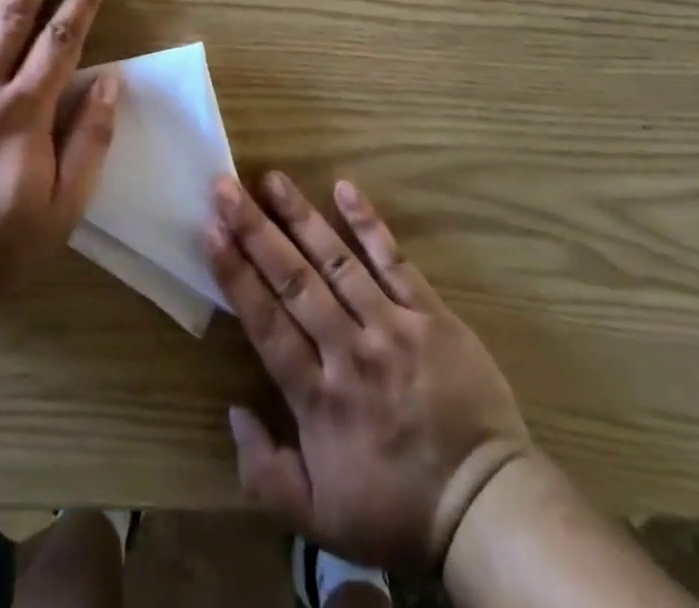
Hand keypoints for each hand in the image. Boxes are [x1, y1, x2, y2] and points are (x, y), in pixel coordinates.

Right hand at [206, 173, 530, 572]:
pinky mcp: (431, 315)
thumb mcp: (319, 520)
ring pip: (337, 261)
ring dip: (301, 216)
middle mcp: (349, 351)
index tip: (211, 229)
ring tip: (271, 178)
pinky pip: (395, 262)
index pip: (266, 321)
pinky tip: (344, 188)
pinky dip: (369, 224)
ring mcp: (392, 326)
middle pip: (293, 279)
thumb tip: (234, 410)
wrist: (487, 508)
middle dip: (255, 229)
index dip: (235, 273)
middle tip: (226, 186)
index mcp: (318, 397)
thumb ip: (264, 472)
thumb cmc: (397, 510)